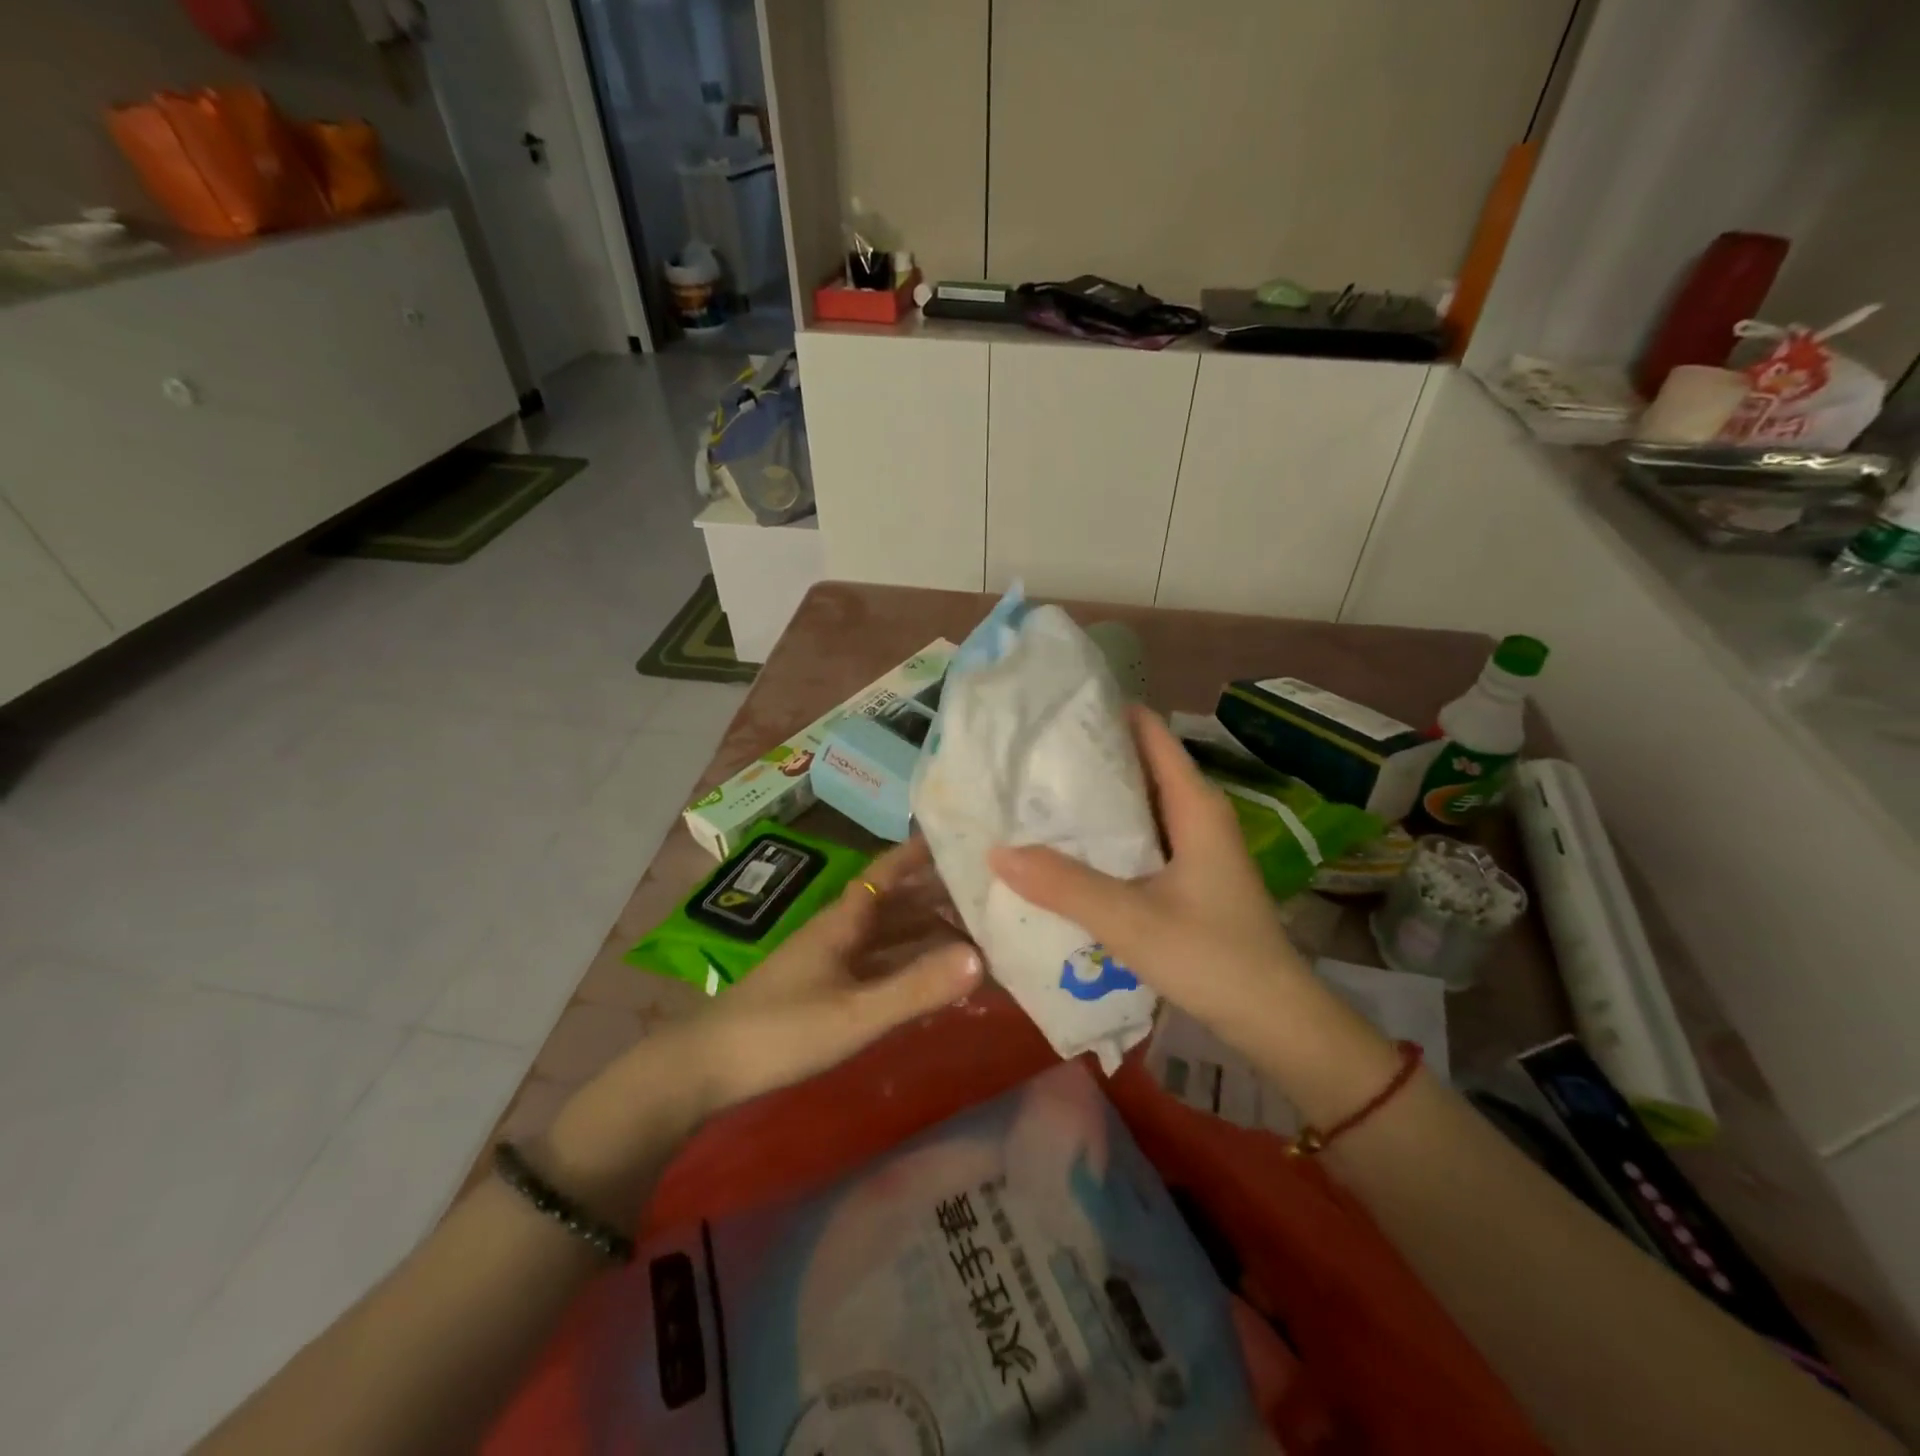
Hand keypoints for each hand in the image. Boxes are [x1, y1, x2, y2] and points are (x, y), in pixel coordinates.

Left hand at [682, 835, 982, 1110]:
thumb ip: (915, 988)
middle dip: (936, 894)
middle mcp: (839, 932)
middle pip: (894, 902)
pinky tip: (929, 975)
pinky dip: (907, 963)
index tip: (958, 837)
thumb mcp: (855, 1014)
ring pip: (887, 934)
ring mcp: (830, 962)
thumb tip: (981, 957)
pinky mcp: (824, 990)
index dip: (919, 853)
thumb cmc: (781, 1031)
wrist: (705, 1069)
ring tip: (972, 932)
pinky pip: (877, 964)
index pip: (887, 871)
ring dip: (925, 930)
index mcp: (843, 921)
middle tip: (986, 893)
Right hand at [989, 705, 1317, 1039]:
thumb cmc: (1211, 957)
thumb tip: (998, 850)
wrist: (1273, 1018)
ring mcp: (1194, 845)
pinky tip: (1067, 847)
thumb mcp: (1129, 919)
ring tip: (1035, 794)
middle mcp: (1196, 813)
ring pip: (1138, 803)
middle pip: (1139, 764)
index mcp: (1194, 804)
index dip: (1105, 714)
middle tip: (1028, 755)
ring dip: (1094, 799)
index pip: (1150, 733)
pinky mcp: (1188, 875)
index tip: (1052, 710)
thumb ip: (1064, 885)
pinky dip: (1105, 833)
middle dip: (1088, 757)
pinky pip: (1139, 836)